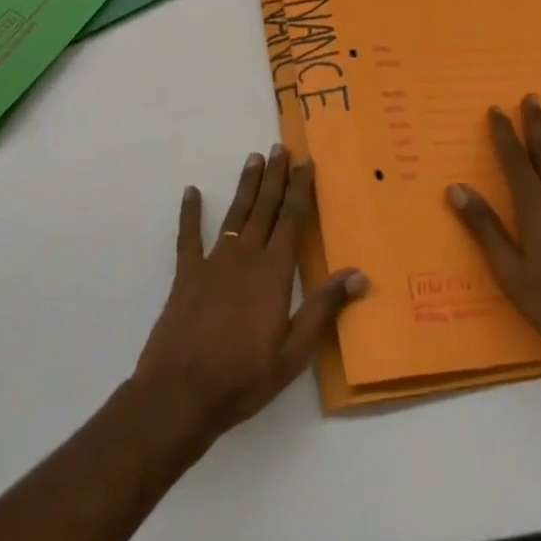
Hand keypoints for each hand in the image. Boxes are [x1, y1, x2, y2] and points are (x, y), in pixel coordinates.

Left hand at [134, 146, 365, 443]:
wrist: (181, 392)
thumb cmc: (243, 377)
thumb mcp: (293, 352)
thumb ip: (323, 309)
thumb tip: (359, 274)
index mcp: (273, 273)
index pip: (292, 220)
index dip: (300, 190)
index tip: (306, 163)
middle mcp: (244, 257)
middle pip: (264, 208)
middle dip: (275, 177)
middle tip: (280, 148)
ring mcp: (213, 262)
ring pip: (234, 214)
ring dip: (245, 186)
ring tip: (253, 159)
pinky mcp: (186, 274)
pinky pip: (188, 236)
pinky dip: (190, 213)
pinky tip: (191, 192)